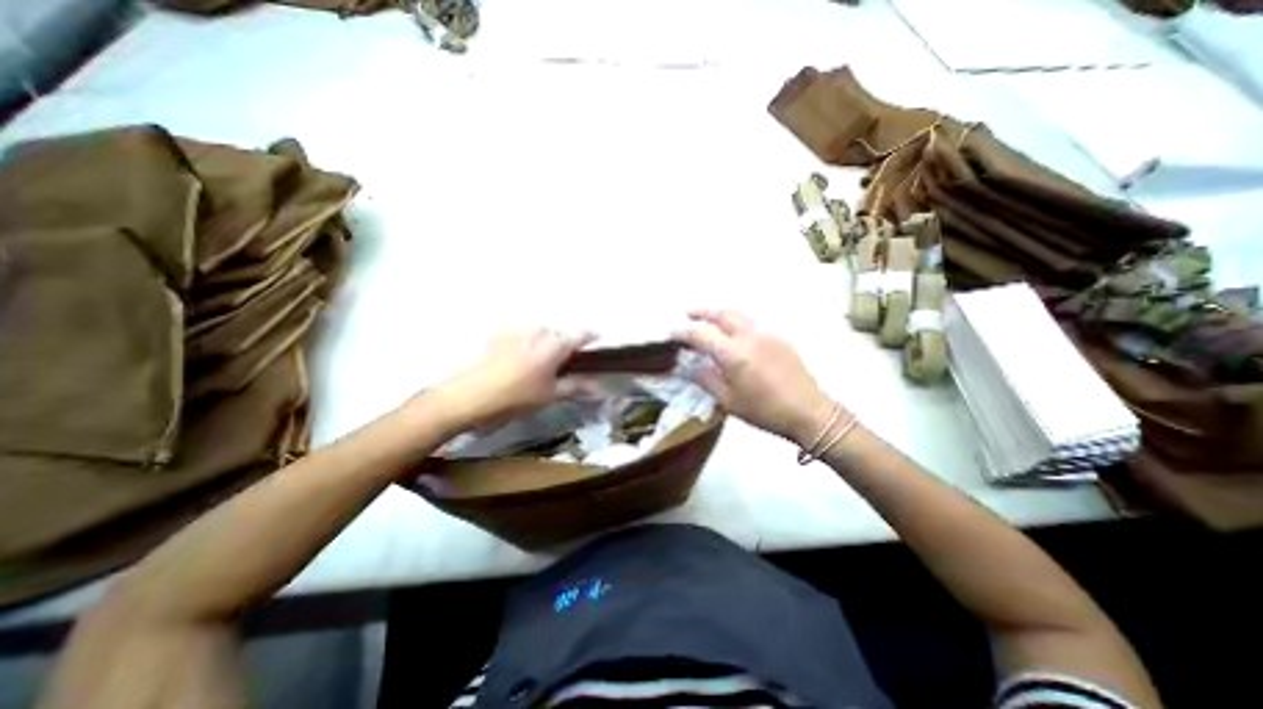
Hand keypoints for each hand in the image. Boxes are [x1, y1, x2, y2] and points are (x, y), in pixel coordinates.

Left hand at [424, 329, 597, 434]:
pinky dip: (528, 340)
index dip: (590, 336)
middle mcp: (538, 331)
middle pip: (559, 333)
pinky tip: (521, 356)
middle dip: (564, 344)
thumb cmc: (516, 397)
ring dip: (545, 341)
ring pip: (540, 331)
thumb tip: (599, 386)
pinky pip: (522, 332)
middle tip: (563, 362)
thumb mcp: (550, 395)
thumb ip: (576, 387)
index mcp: (555, 345)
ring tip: (540, 360)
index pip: (580, 335)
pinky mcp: (500, 334)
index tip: (597, 338)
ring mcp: (517, 330)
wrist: (470, 396)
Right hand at [676, 310, 842, 448]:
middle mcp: (749, 337)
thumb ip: (706, 380)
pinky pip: (753, 323)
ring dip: (720, 313)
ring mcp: (767, 334)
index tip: (671, 333)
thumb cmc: (764, 411)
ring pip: (739, 314)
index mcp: (734, 354)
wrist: (808, 412)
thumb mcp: (729, 401)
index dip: (683, 333)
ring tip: (709, 317)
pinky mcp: (779, 338)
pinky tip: (734, 332)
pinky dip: (737, 321)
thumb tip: (689, 367)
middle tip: (688, 312)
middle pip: (722, 314)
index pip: (701, 335)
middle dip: (702, 311)